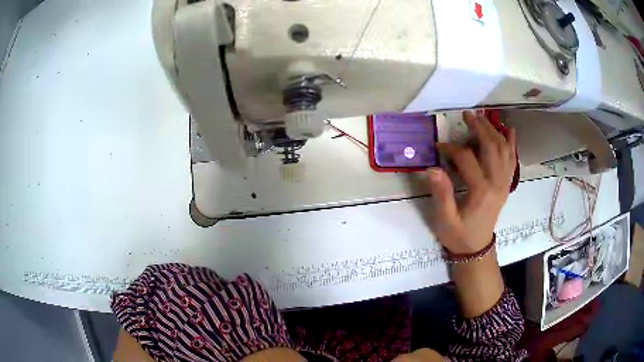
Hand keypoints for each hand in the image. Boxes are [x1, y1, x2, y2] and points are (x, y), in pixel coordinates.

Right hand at [424, 111, 516, 253]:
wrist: (476, 249)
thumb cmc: (459, 235)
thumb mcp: (445, 219)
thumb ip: (441, 193)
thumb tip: (432, 168)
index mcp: (481, 191)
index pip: (467, 158)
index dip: (452, 148)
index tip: (439, 146)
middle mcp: (496, 183)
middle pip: (491, 147)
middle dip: (479, 128)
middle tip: (467, 115)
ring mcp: (504, 183)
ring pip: (504, 150)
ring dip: (494, 131)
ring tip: (483, 117)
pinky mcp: (505, 185)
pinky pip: (511, 160)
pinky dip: (511, 144)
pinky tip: (509, 131)